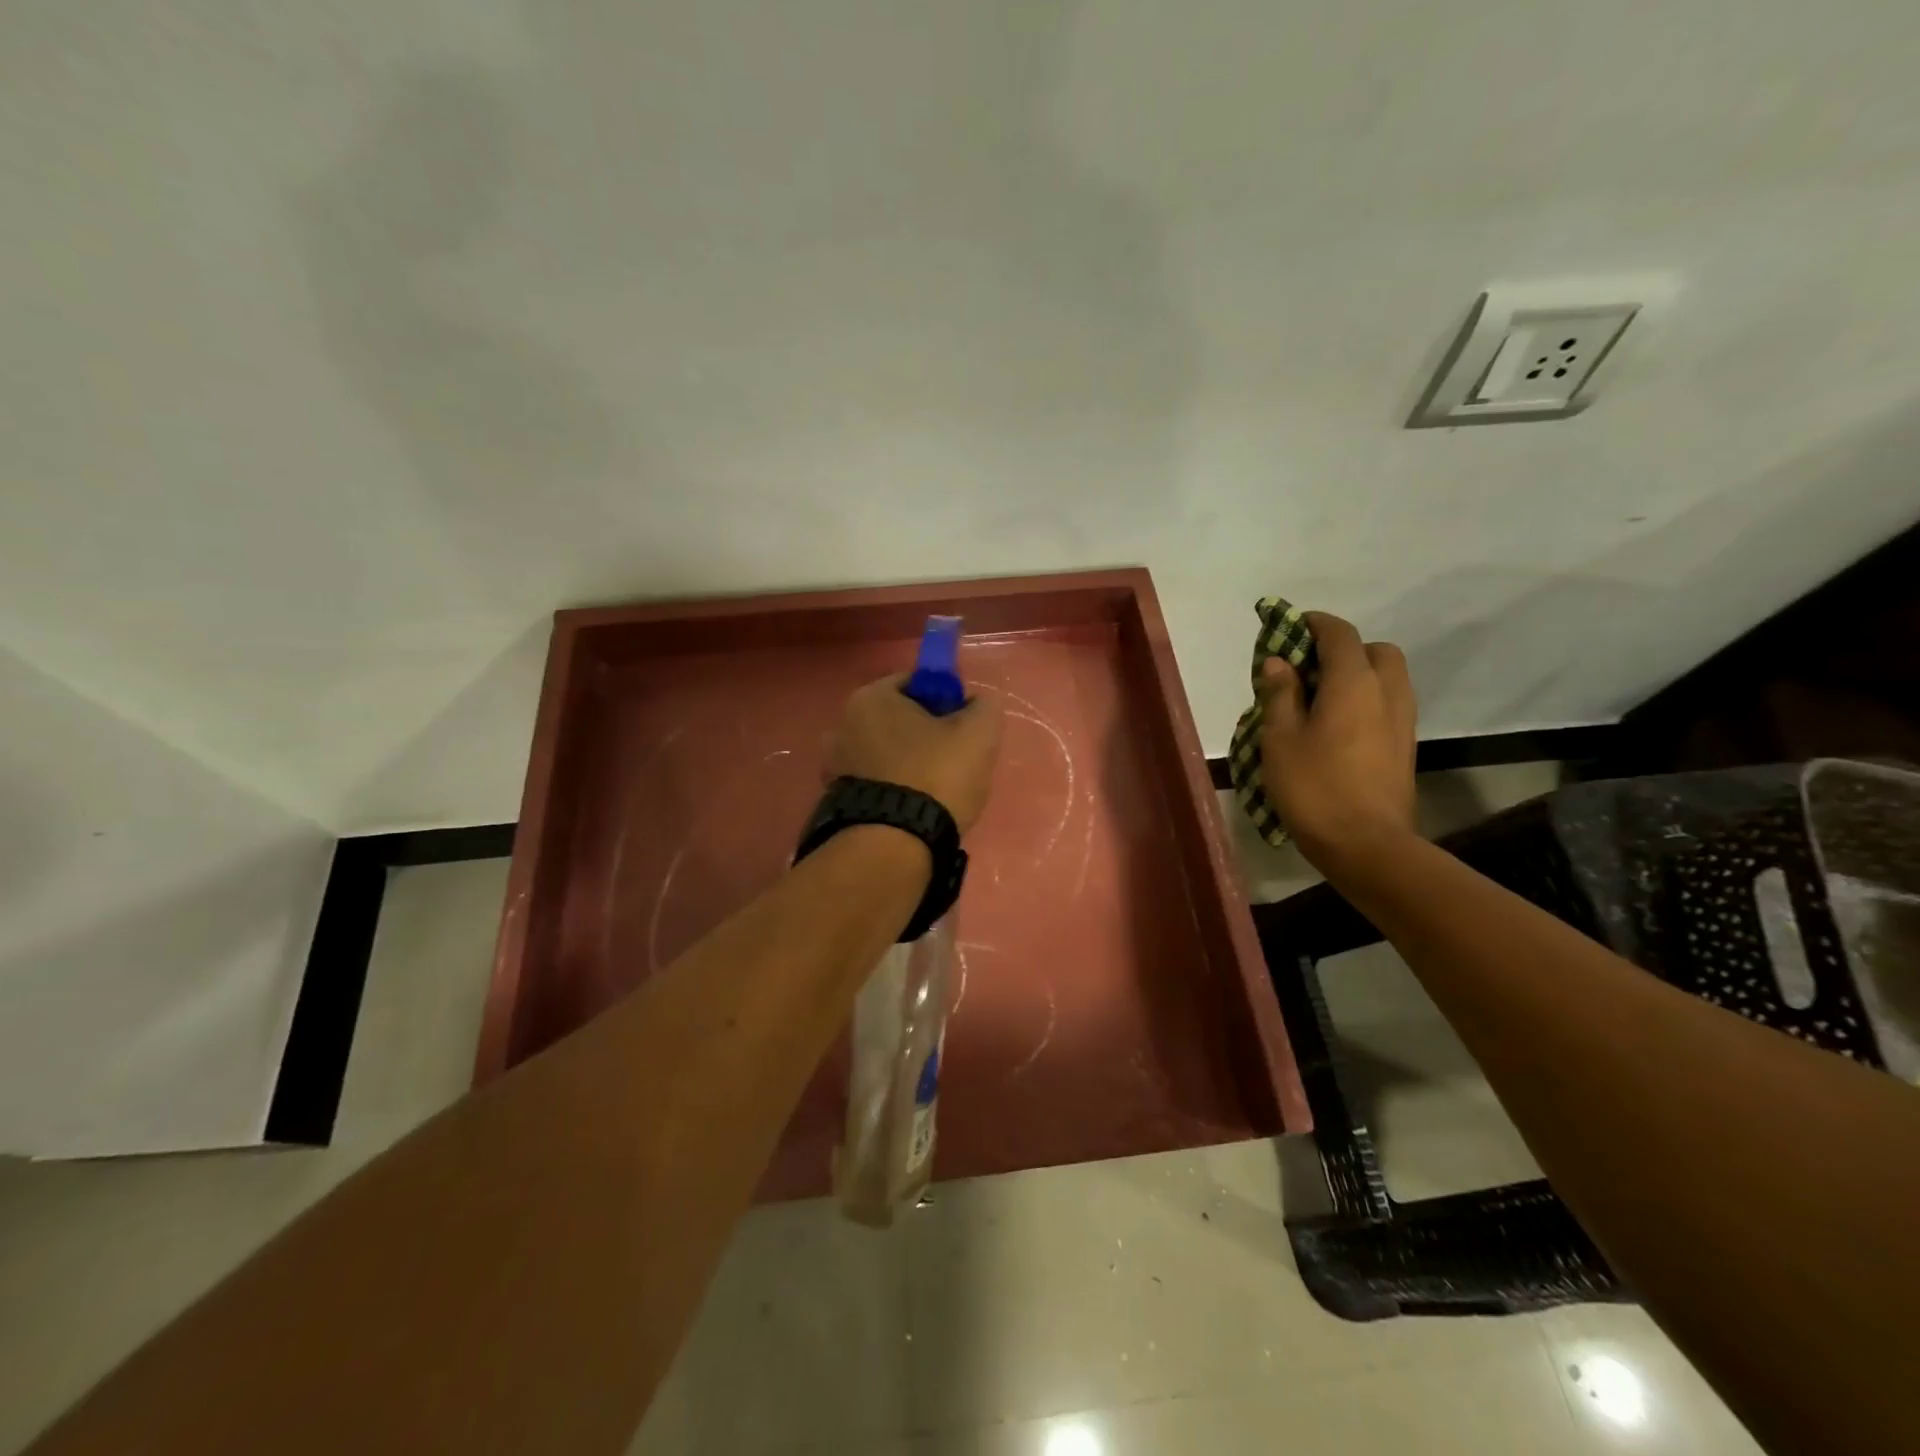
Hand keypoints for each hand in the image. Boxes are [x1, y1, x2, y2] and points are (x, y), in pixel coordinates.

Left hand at [825, 676, 1003, 834]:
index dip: (946, 701)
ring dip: (907, 766)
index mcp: (870, 697)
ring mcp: (833, 766)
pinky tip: (912, 811)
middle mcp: (841, 724)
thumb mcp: (979, 733)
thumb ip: (984, 707)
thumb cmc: (935, 776)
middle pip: (898, 720)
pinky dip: (892, 791)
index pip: (915, 684)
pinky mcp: (833, 802)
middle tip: (954, 763)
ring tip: (934, 795)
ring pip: (885, 755)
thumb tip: (975, 705)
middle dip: (925, 736)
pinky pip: (873, 785)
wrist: (893, 847)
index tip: (964, 728)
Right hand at [1259, 611, 1417, 869]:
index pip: (1339, 634)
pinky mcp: (1404, 745)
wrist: (1366, 844)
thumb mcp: (1280, 738)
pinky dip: (1365, 699)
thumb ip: (1280, 693)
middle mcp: (1386, 691)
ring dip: (1357, 674)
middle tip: (1307, 670)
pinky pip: (1387, 703)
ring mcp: (1402, 720)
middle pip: (1373, 650)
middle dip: (1342, 649)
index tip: (1287, 628)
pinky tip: (1336, 726)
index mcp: (1354, 682)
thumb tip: (1279, 661)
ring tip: (1319, 699)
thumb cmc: (1314, 786)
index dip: (1312, 624)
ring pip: (1386, 677)